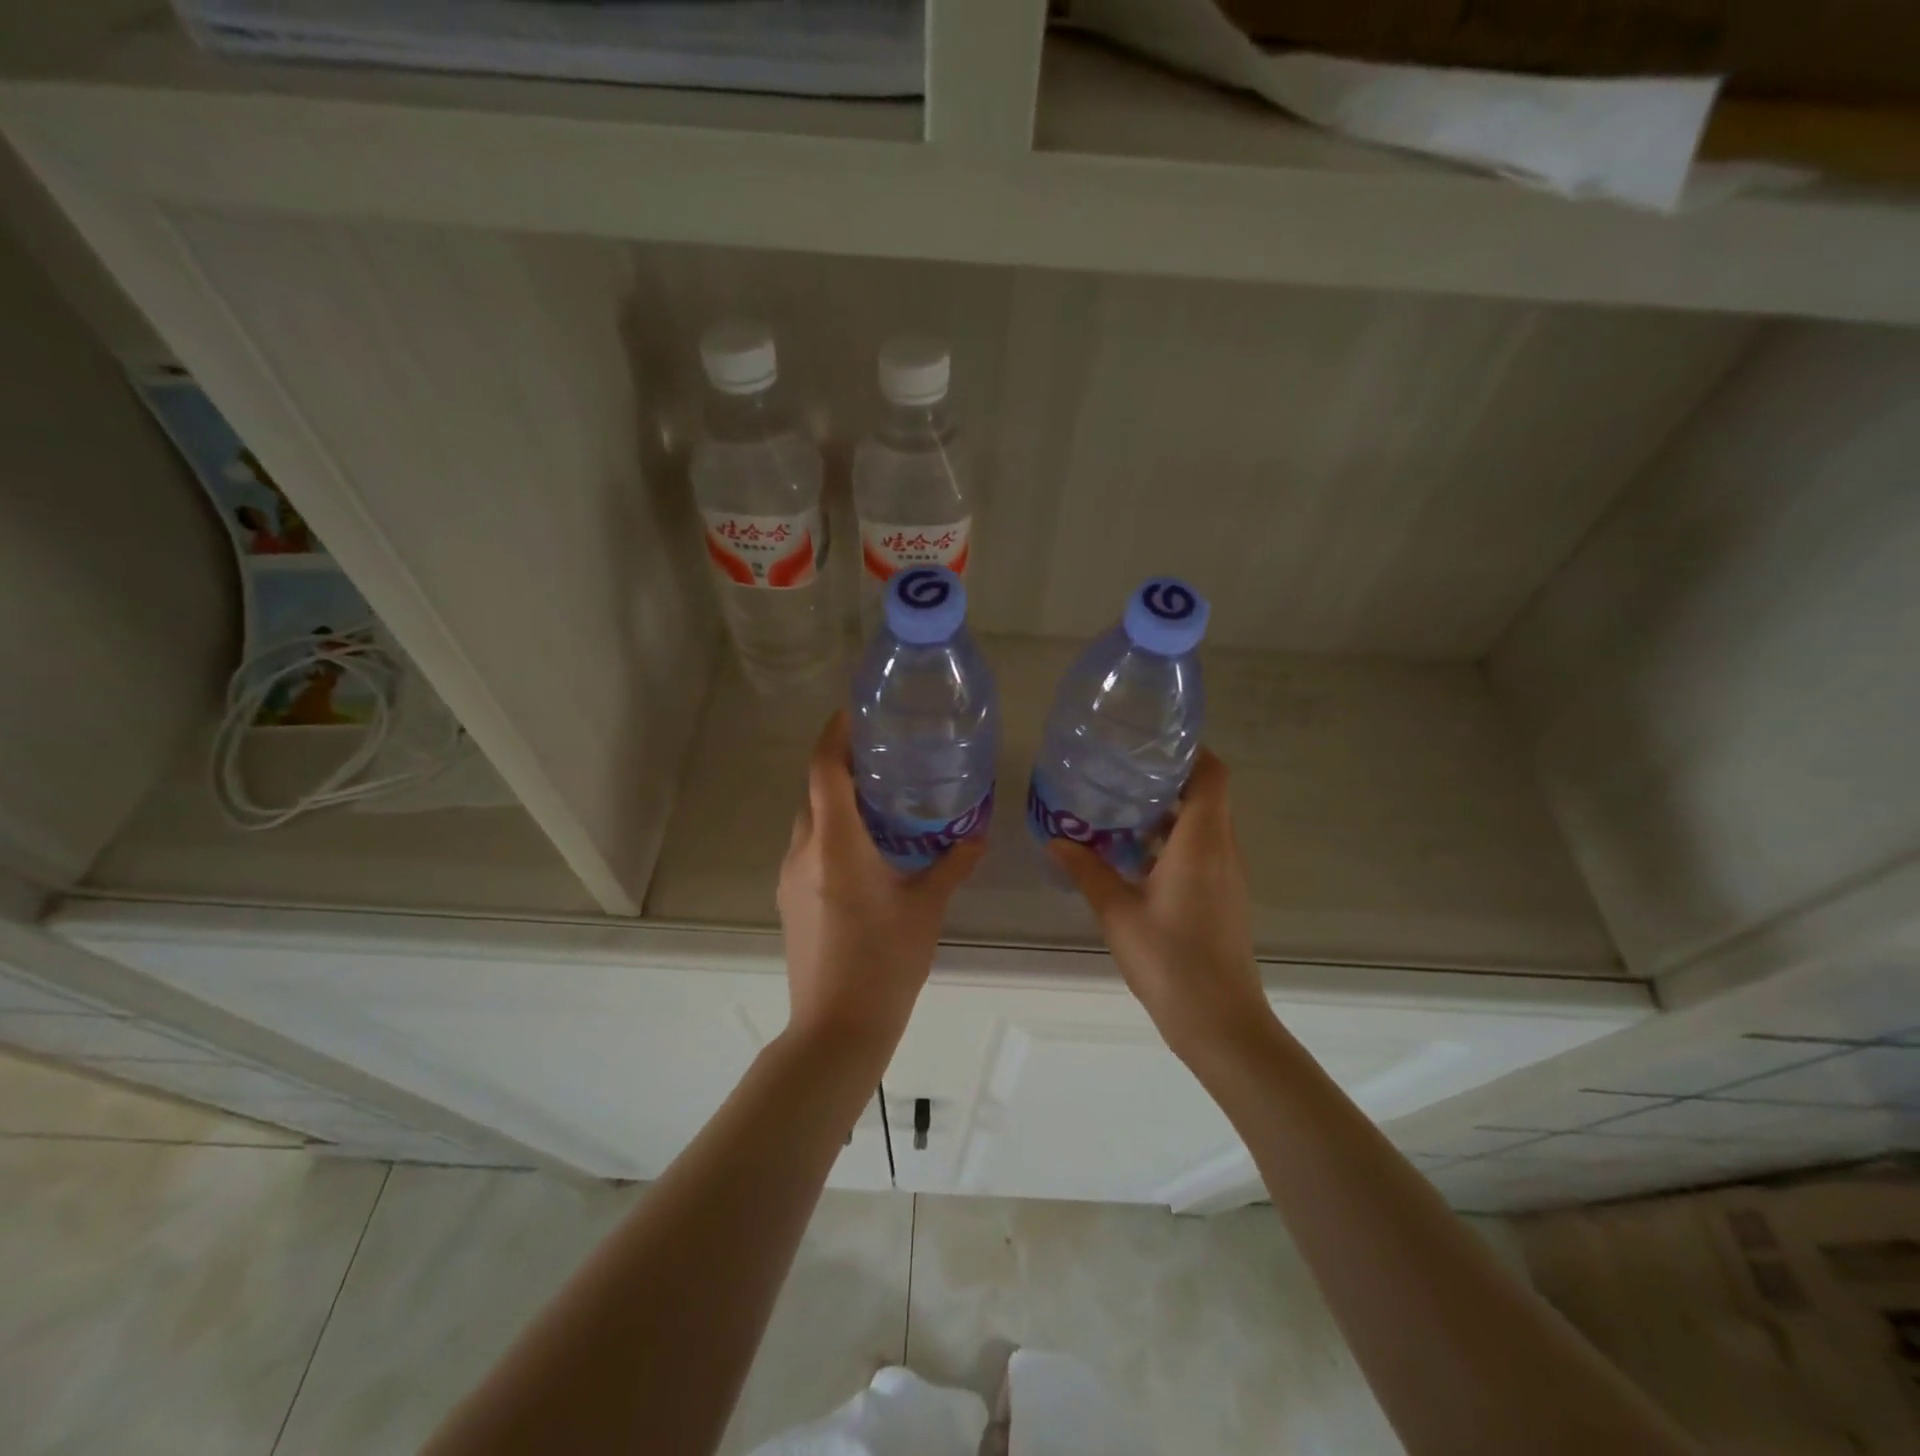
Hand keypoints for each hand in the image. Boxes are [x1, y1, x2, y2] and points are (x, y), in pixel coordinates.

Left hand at [778, 713, 984, 1050]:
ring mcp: (790, 876)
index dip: (836, 733)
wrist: (836, 1028)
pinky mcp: (790, 898)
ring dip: (837, 800)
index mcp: (836, 844)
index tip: (856, 711)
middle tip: (884, 753)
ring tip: (881, 795)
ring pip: (810, 819)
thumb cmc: (884, 963)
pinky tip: (867, 846)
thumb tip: (979, 835)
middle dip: (842, 764)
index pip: (824, 769)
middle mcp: (804, 850)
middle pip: (815, 790)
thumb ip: (952, 865)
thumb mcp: (926, 909)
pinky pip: (809, 846)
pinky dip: (832, 831)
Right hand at [1048, 749, 1272, 1067]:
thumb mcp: (1117, 912)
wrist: (1220, 1022)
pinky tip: (1132, 856)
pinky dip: (1171, 841)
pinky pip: (1200, 851)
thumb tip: (1055, 839)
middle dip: (1168, 779)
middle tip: (1120, 771)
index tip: (1151, 742)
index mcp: (1201, 842)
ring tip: (1119, 807)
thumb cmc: (1170, 960)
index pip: (1212, 775)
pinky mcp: (1222, 897)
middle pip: (1206, 796)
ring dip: (1167, 813)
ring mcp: (1226, 876)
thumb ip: (1087, 870)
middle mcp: (1221, 850)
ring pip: (1203, 825)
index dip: (1190, 751)